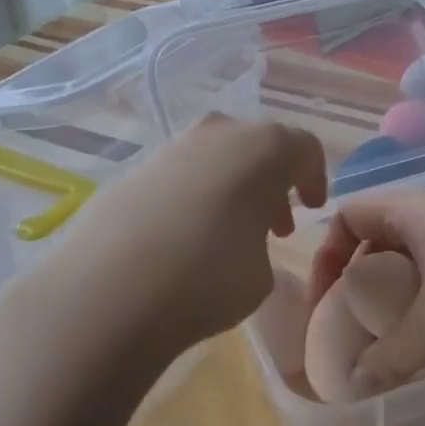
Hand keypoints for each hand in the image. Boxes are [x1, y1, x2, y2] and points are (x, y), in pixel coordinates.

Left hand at [7, 116, 327, 371]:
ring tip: (228, 234)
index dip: (314, 177)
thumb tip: (245, 240)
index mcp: (263, 148)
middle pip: (256, 145)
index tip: (312, 207)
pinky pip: (178, 176)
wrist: (110, 291)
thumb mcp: (262, 273)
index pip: (303, 148)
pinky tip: (183, 238)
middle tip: (275, 224)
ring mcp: (169, 149)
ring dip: (230, 188)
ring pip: (214, 157)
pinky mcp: (131, 172)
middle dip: (270, 181)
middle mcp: (217, 134)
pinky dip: (191, 197)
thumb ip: (263, 243)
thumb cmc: (209, 278)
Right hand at [307, 189, 424, 394]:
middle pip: (380, 233)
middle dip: (358, 272)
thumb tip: (350, 387)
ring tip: (388, 329)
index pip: (350, 214)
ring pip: (415, 255)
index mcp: (415, 210)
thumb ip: (386, 357)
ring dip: (394, 289)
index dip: (327, 252)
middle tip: (350, 315)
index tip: (324, 297)